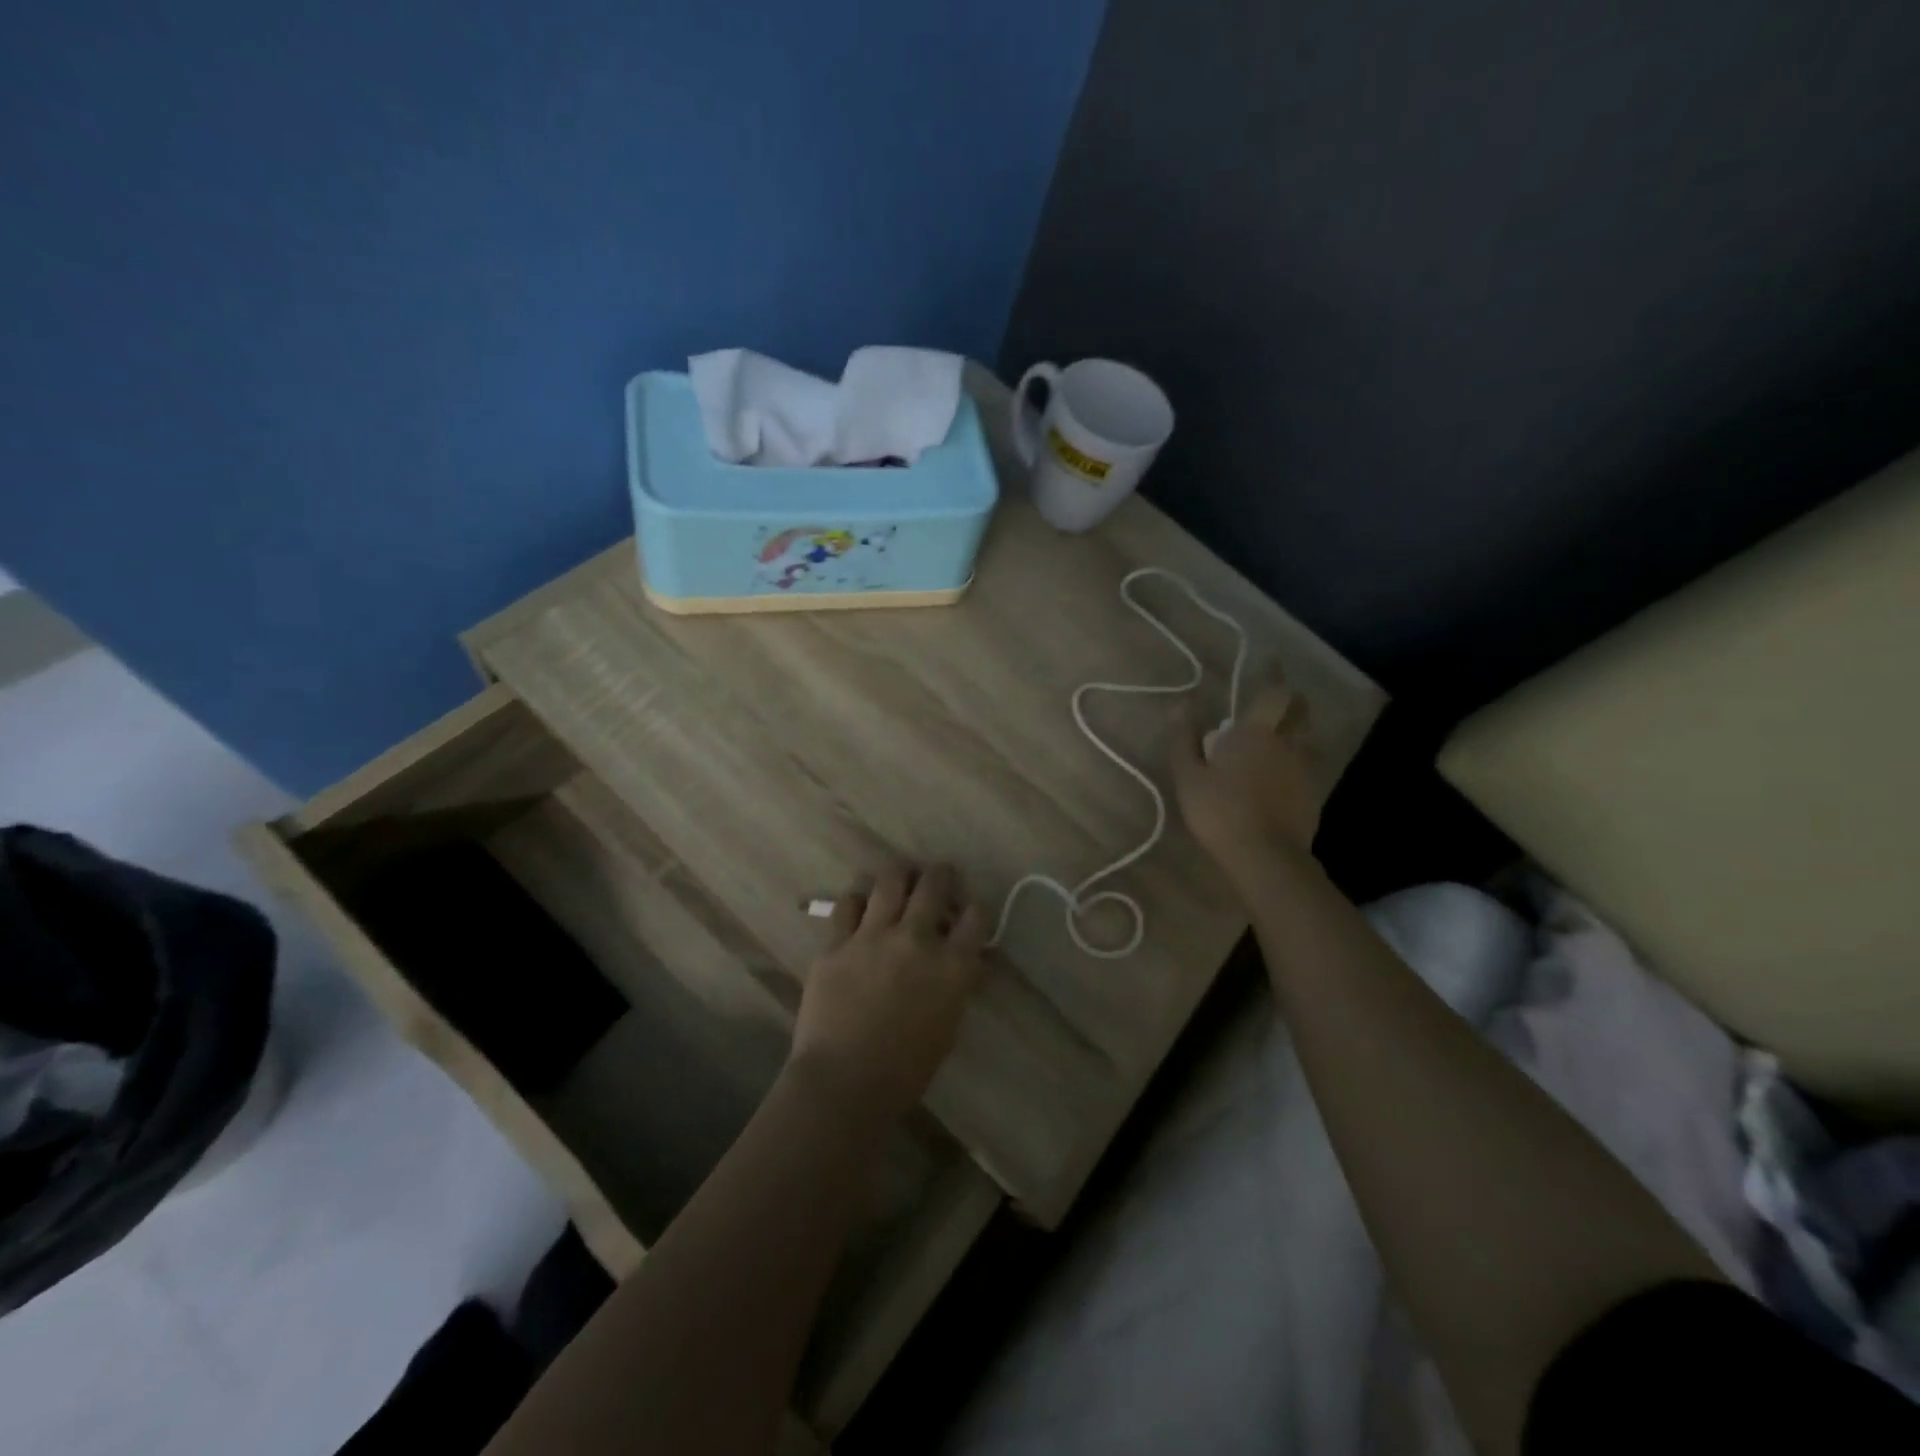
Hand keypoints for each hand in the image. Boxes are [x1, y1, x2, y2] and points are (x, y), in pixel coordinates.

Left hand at [787, 863, 989, 1125]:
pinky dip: (858, 901)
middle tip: (938, 876)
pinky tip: (860, 907)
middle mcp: (917, 938)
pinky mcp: (836, 941)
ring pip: (890, 880)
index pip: (977, 915)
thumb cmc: (905, 1069)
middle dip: (940, 875)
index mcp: (952, 964)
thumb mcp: (948, 1027)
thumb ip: (957, 986)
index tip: (970, 911)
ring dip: (900, 874)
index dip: (976, 908)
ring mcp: (873, 935)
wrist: (844, 1082)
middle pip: (934, 884)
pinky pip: (848, 904)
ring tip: (901, 876)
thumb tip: (966, 962)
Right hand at [1171, 682, 1320, 882]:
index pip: (1272, 691)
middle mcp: (1287, 743)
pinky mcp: (1314, 795)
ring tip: (1279, 735)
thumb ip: (1183, 741)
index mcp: (1256, 733)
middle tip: (1276, 698)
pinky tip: (1283, 772)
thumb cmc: (1220, 812)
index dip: (1272, 673)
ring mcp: (1306, 770)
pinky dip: (1298, 759)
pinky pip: (1308, 765)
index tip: (1270, 659)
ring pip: (1306, 738)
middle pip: (1300, 710)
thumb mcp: (1188, 778)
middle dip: (1292, 699)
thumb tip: (1181, 707)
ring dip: (1296, 729)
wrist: (1266, 858)